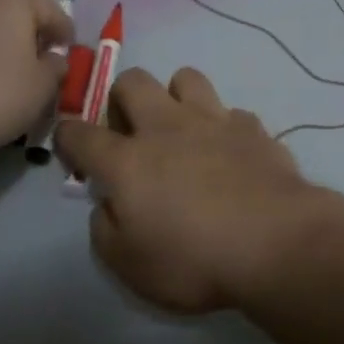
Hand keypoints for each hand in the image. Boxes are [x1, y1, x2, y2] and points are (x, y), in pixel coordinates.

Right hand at [54, 67, 343, 314]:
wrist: (275, 242)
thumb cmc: (194, 260)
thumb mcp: (130, 267)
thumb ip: (106, 230)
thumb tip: (108, 204)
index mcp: (128, 160)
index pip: (80, 133)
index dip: (68, 137)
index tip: (73, 149)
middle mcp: (166, 126)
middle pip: (132, 81)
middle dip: (122, 98)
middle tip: (131, 133)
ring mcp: (213, 119)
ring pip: (185, 77)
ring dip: (176, 97)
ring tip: (183, 131)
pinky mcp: (252, 126)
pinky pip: (231, 113)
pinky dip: (224, 129)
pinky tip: (231, 155)